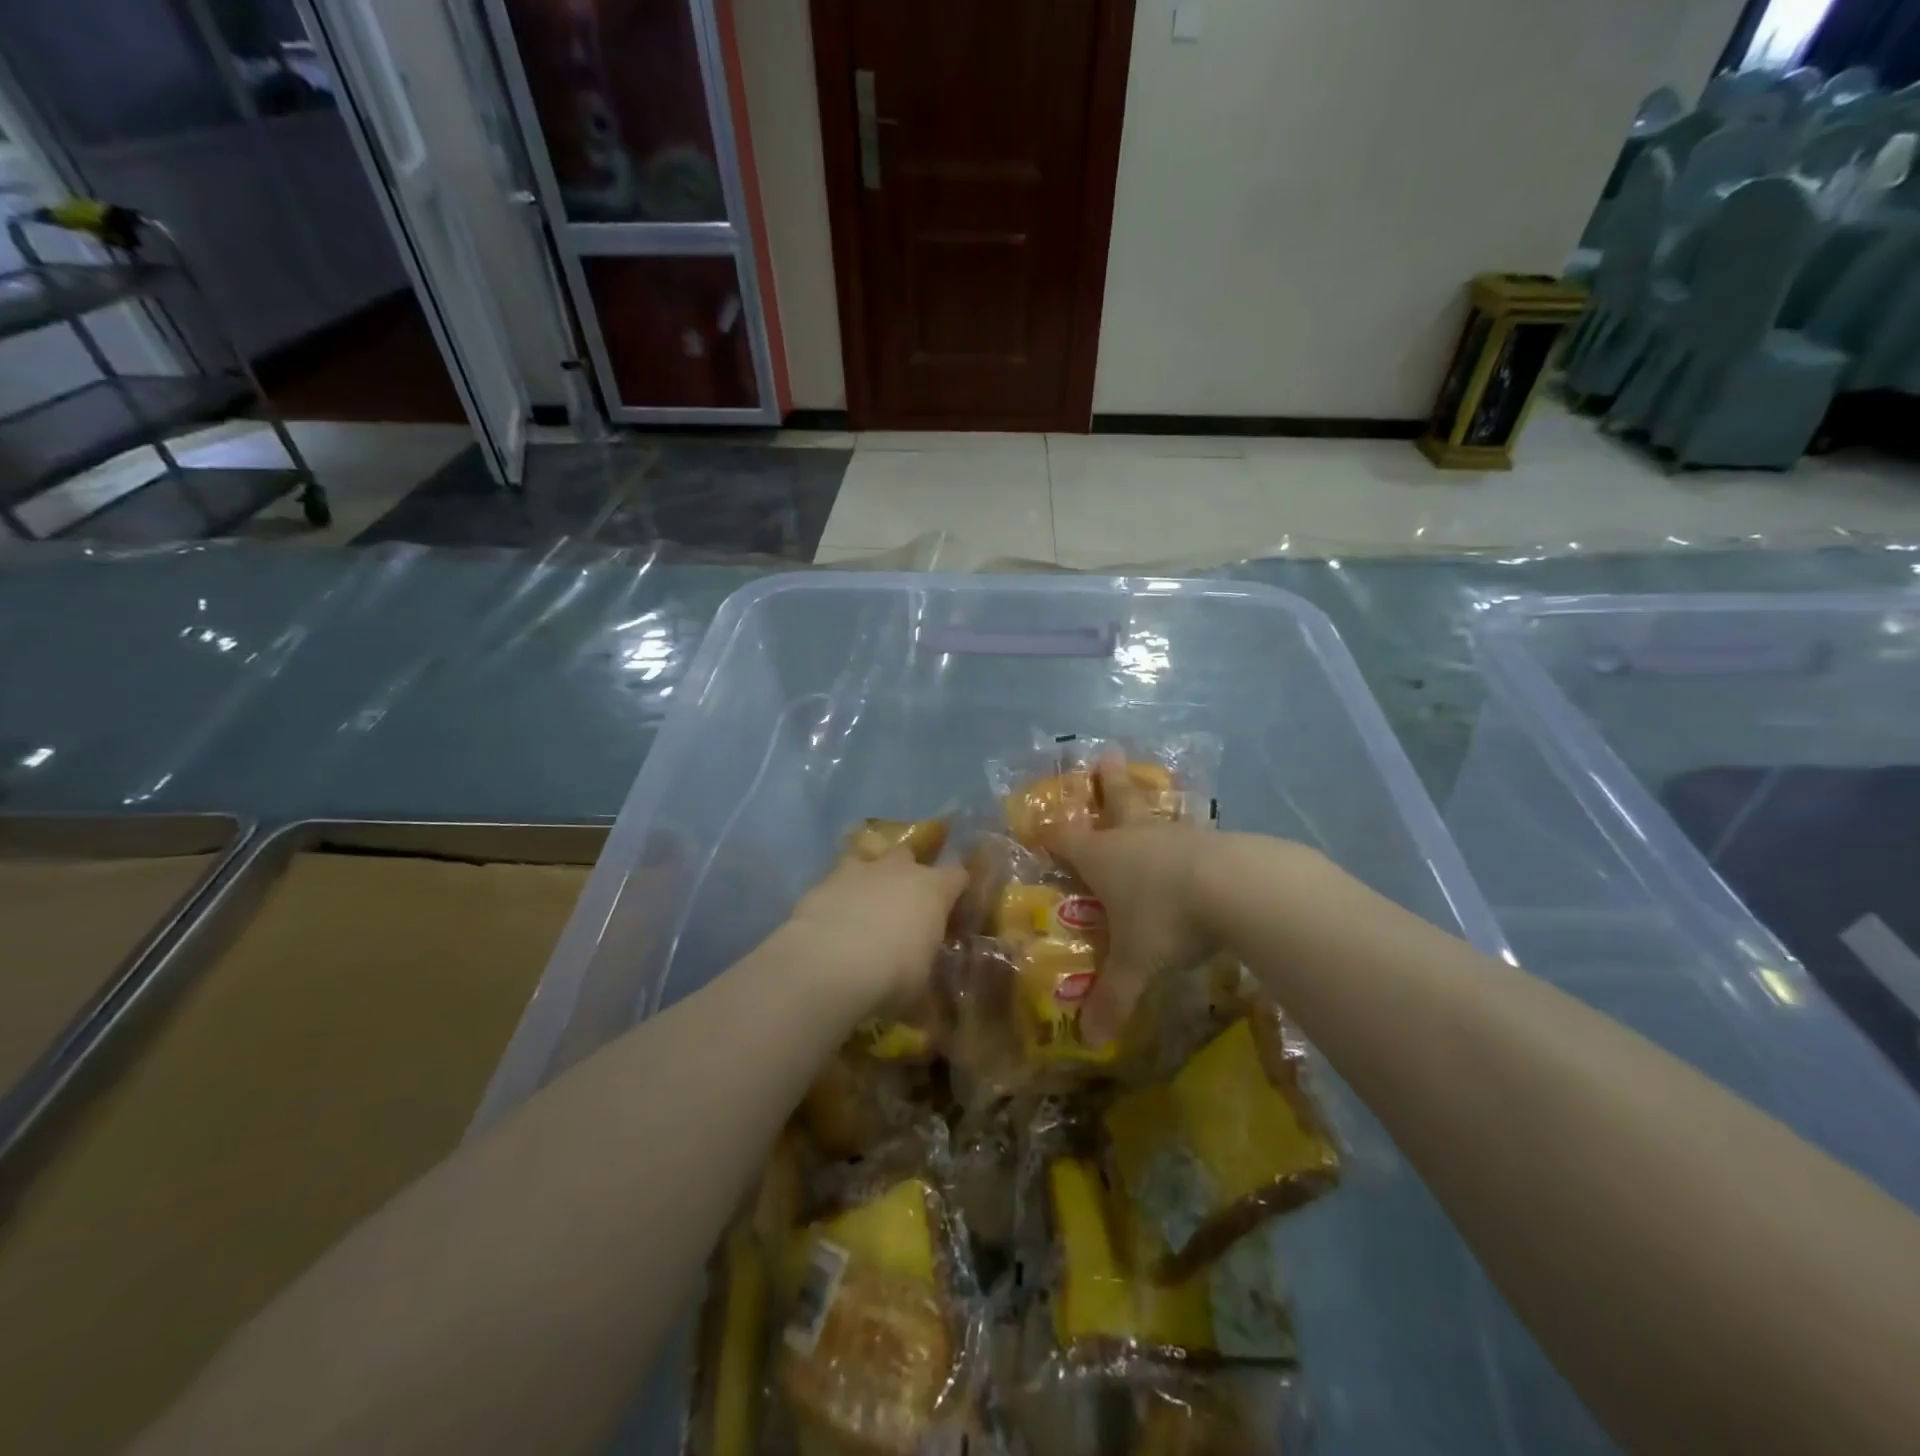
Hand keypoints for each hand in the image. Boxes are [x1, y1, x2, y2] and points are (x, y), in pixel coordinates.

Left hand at [783, 849, 967, 1017]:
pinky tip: (831, 919)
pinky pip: (836, 881)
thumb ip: (925, 962)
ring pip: (869, 860)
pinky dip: (837, 895)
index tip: (952, 910)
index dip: (955, 889)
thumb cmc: (892, 974)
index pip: (957, 875)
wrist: (830, 964)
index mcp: (933, 889)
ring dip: (869, 878)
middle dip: (907, 873)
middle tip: (902, 903)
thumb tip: (923, 969)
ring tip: (863, 905)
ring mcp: (859, 870)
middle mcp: (899, 869)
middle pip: (909, 855)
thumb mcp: (921, 979)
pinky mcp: (823, 880)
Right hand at [1045, 752, 1218, 1043]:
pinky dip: (1186, 839)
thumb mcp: (1135, 963)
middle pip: (1115, 802)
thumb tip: (1091, 1040)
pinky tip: (1197, 847)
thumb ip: (1113, 998)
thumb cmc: (1165, 917)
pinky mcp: (1212, 841)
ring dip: (1147, 804)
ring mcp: (1175, 835)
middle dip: (1108, 781)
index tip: (1038, 826)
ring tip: (1148, 791)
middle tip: (1107, 752)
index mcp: (1103, 857)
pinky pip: (1191, 836)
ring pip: (1154, 815)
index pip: (1065, 841)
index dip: (1050, 835)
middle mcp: (1134, 838)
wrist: (1235, 888)